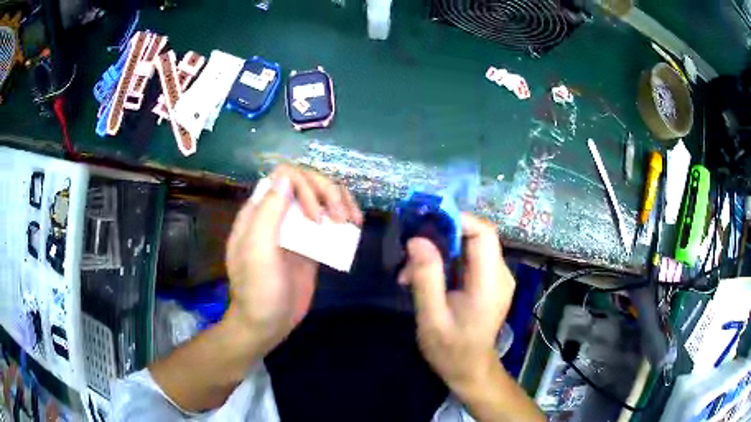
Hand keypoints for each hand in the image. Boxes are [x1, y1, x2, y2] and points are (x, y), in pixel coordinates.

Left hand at [225, 165, 362, 354]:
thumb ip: (268, 212)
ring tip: (353, 221)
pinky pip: (327, 222)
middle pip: (306, 183)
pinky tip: (353, 228)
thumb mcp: (258, 252)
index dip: (305, 186)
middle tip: (342, 218)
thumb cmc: (259, 290)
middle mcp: (276, 214)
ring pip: (320, 198)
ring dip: (340, 202)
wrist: (268, 324)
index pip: (284, 176)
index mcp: (258, 211)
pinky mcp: (309, 244)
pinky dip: (342, 219)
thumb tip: (286, 177)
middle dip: (328, 192)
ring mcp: (294, 229)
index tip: (316, 215)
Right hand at [398, 213, 514, 394]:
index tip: (424, 222)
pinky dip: (445, 261)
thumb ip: (426, 278)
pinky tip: (425, 278)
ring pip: (469, 245)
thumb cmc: (451, 350)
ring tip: (410, 273)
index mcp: (491, 282)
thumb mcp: (432, 318)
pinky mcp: (489, 281)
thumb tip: (417, 239)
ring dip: (438, 250)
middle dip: (440, 236)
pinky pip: (468, 258)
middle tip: (409, 253)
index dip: (456, 219)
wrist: (470, 369)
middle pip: (475, 235)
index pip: (483, 232)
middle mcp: (500, 273)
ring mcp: (497, 277)